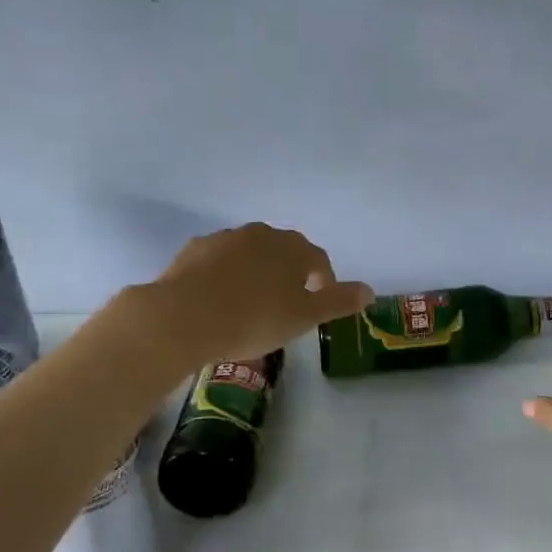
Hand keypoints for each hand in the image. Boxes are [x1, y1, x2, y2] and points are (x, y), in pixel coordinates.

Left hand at [146, 223, 371, 364]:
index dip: (324, 281)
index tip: (318, 304)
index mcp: (293, 247)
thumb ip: (338, 301)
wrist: (181, 318)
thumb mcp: (303, 317)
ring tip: (250, 303)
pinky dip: (225, 274)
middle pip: (284, 251)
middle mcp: (261, 233)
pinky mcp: (194, 250)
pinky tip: (218, 299)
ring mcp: (224, 238)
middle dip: (289, 273)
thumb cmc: (252, 318)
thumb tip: (369, 290)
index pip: (318, 259)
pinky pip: (219, 260)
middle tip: (285, 304)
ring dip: (256, 271)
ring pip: (250, 253)